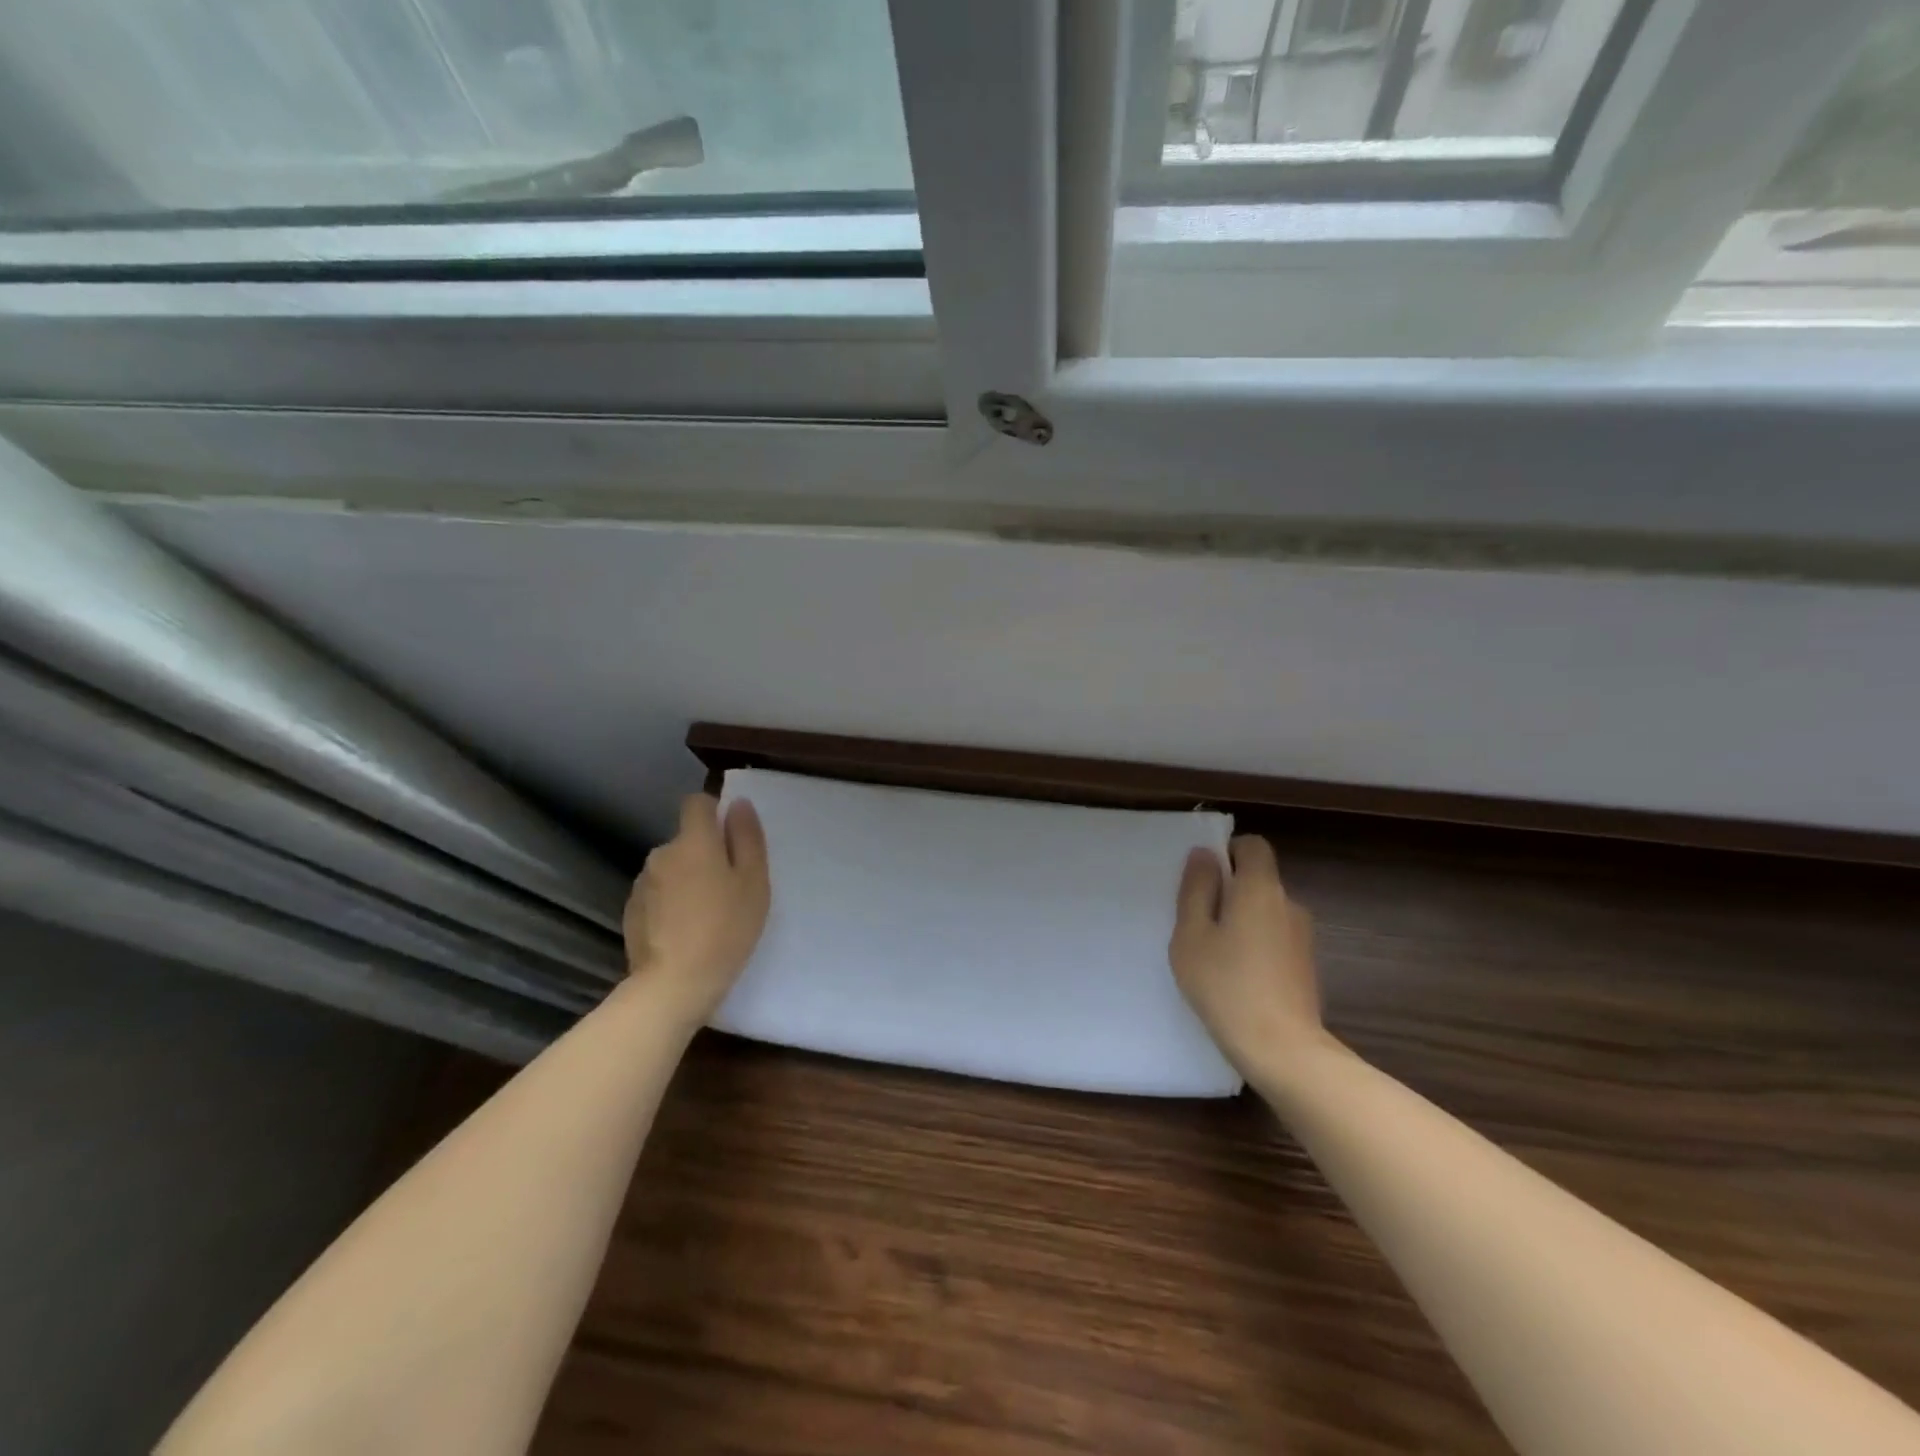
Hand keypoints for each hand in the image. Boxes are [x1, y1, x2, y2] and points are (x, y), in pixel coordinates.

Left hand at [622, 794, 769, 1027]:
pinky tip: (683, 930)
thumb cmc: (726, 929)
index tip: (731, 838)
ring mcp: (642, 884)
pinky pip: (657, 894)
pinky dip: (670, 903)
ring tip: (705, 913)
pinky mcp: (631, 912)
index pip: (696, 803)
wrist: (673, 985)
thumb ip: (747, 838)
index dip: (713, 812)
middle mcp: (662, 854)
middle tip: (728, 887)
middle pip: (685, 840)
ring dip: (686, 879)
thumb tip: (738, 804)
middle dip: (704, 853)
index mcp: (693, 841)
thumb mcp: (753, 882)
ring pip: (671, 868)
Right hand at [1170, 834, 1332, 1081]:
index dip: (1228, 852)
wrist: (1283, 1051)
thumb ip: (1196, 890)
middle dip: (1229, 890)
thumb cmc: (1226, 986)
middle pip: (1258, 879)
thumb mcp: (1192, 935)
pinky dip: (1256, 945)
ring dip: (1242, 920)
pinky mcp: (1306, 965)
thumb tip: (1204, 854)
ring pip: (1266, 911)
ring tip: (1214, 954)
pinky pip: (1275, 937)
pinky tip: (1237, 977)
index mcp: (1260, 889)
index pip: (1253, 846)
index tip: (1203, 879)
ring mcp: (1302, 936)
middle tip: (1198, 921)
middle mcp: (1288, 904)